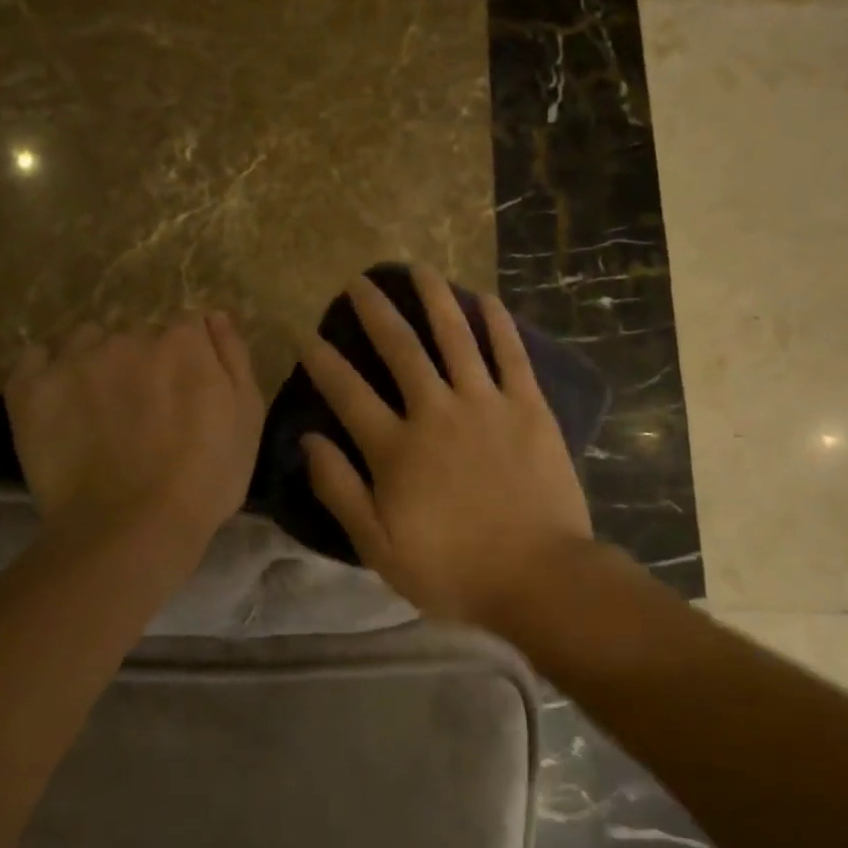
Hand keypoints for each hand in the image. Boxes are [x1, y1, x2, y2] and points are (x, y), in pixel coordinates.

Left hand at [6, 313, 264, 571]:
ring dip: (95, 362)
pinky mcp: (32, 387)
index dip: (187, 359)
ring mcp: (76, 360)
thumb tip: (214, 316)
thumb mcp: (247, 418)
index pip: (186, 327)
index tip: (185, 392)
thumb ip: (233, 357)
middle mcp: (129, 337)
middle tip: (143, 411)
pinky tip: (59, 403)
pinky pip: (35, 360)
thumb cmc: (205, 479)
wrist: (132, 530)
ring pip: (87, 341)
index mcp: (183, 342)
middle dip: (142, 362)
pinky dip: (46, 374)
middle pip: (137, 334)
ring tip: (98, 409)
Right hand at [298, 266, 593, 626]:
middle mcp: (435, 412)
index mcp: (396, 448)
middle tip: (359, 283)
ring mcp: (485, 404)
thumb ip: (340, 490)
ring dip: (434, 298)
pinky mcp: (527, 406)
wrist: (539, 579)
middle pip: (400, 349)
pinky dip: (497, 322)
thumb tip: (308, 440)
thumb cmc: (453, 570)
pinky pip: (510, 354)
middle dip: (375, 312)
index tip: (307, 335)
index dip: (323, 362)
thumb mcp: (379, 547)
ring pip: (454, 336)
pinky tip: (484, 297)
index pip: (348, 392)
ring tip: (417, 268)